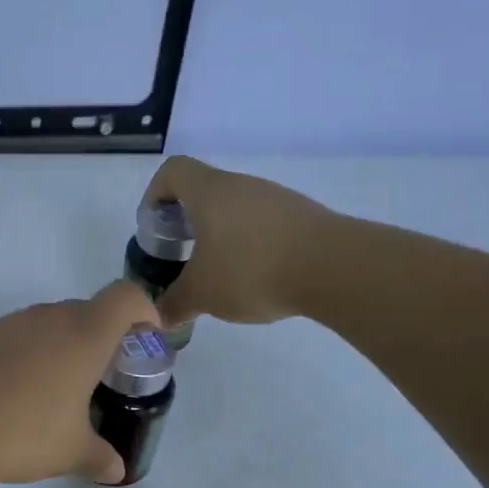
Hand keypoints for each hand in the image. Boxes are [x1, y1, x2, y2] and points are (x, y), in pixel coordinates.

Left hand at [0, 282, 161, 483]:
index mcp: (84, 334)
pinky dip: (33, 357)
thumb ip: (98, 457)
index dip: (146, 312)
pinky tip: (20, 397)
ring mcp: (12, 323)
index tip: (148, 342)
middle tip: (107, 379)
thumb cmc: (17, 428)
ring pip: (54, 325)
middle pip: (91, 311)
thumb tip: (117, 469)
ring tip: (62, 395)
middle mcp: (50, 317)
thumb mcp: (67, 451)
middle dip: (107, 339)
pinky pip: (22, 337)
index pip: (127, 297)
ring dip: (67, 349)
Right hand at [142, 156, 336, 326]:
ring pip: (234, 209)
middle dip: (186, 223)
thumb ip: (174, 303)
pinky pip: (262, 223)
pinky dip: (250, 244)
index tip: (155, 228)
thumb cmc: (251, 270)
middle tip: (182, 257)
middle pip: (203, 191)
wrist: (333, 267)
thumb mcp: (202, 294)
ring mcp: (275, 198)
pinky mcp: (301, 216)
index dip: (155, 195)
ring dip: (219, 235)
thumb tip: (158, 316)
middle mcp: (241, 186)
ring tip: (219, 273)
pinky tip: (256, 277)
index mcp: (209, 193)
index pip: (172, 171)